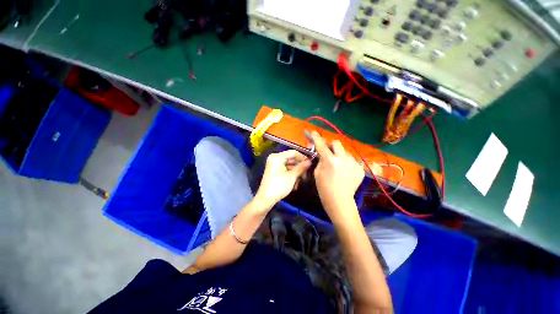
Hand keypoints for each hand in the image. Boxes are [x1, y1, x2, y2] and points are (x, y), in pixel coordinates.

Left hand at [255, 150, 310, 208]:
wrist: (266, 199)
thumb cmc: (279, 186)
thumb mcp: (292, 176)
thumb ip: (301, 167)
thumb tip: (310, 161)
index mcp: (277, 157)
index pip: (293, 152)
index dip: (302, 157)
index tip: (310, 163)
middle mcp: (275, 159)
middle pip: (291, 159)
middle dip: (299, 167)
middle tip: (307, 174)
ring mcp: (274, 165)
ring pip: (289, 166)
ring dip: (296, 173)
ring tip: (301, 181)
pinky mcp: (274, 171)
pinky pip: (285, 170)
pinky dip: (291, 176)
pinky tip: (295, 184)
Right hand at [310, 131, 364, 220]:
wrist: (340, 201)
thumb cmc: (324, 188)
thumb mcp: (317, 173)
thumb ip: (320, 160)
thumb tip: (322, 152)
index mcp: (330, 160)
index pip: (321, 145)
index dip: (316, 137)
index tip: (314, 132)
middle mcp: (343, 158)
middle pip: (337, 143)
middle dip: (332, 146)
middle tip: (329, 153)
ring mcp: (353, 163)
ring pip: (345, 152)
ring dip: (340, 155)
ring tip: (339, 166)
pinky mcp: (360, 168)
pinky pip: (351, 160)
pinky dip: (347, 163)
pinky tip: (345, 172)